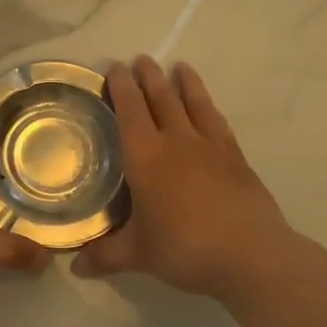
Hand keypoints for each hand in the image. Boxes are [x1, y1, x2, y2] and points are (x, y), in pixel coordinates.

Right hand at [74, 56, 304, 297]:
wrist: (251, 255)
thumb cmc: (184, 248)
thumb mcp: (138, 255)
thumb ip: (106, 256)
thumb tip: (75, 268)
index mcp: (145, 157)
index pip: (129, 111)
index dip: (121, 87)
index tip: (115, 67)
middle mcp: (176, 142)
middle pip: (161, 99)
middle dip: (149, 77)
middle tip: (141, 59)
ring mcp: (210, 147)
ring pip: (194, 104)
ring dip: (184, 84)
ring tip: (179, 66)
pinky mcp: (236, 159)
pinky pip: (219, 123)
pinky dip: (210, 109)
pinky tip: (209, 107)